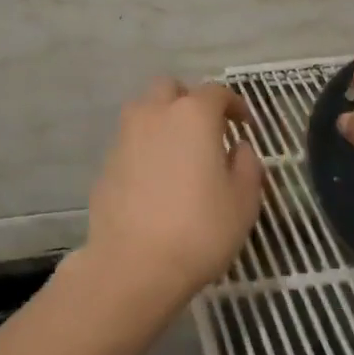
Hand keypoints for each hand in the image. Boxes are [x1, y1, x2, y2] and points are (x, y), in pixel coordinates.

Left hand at [78, 78, 265, 312]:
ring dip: (163, 121)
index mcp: (193, 115)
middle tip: (206, 129)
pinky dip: (145, 149)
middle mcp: (154, 115)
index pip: (216, 92)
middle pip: (170, 89)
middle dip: (189, 101)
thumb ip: (247, 165)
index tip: (244, 125)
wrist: (133, 265)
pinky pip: (130, 143)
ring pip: (144, 111)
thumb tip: (239, 148)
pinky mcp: (106, 164)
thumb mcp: (243, 201)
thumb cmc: (200, 229)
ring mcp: (124, 138)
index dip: (234, 104)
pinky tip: (156, 180)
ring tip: (179, 152)